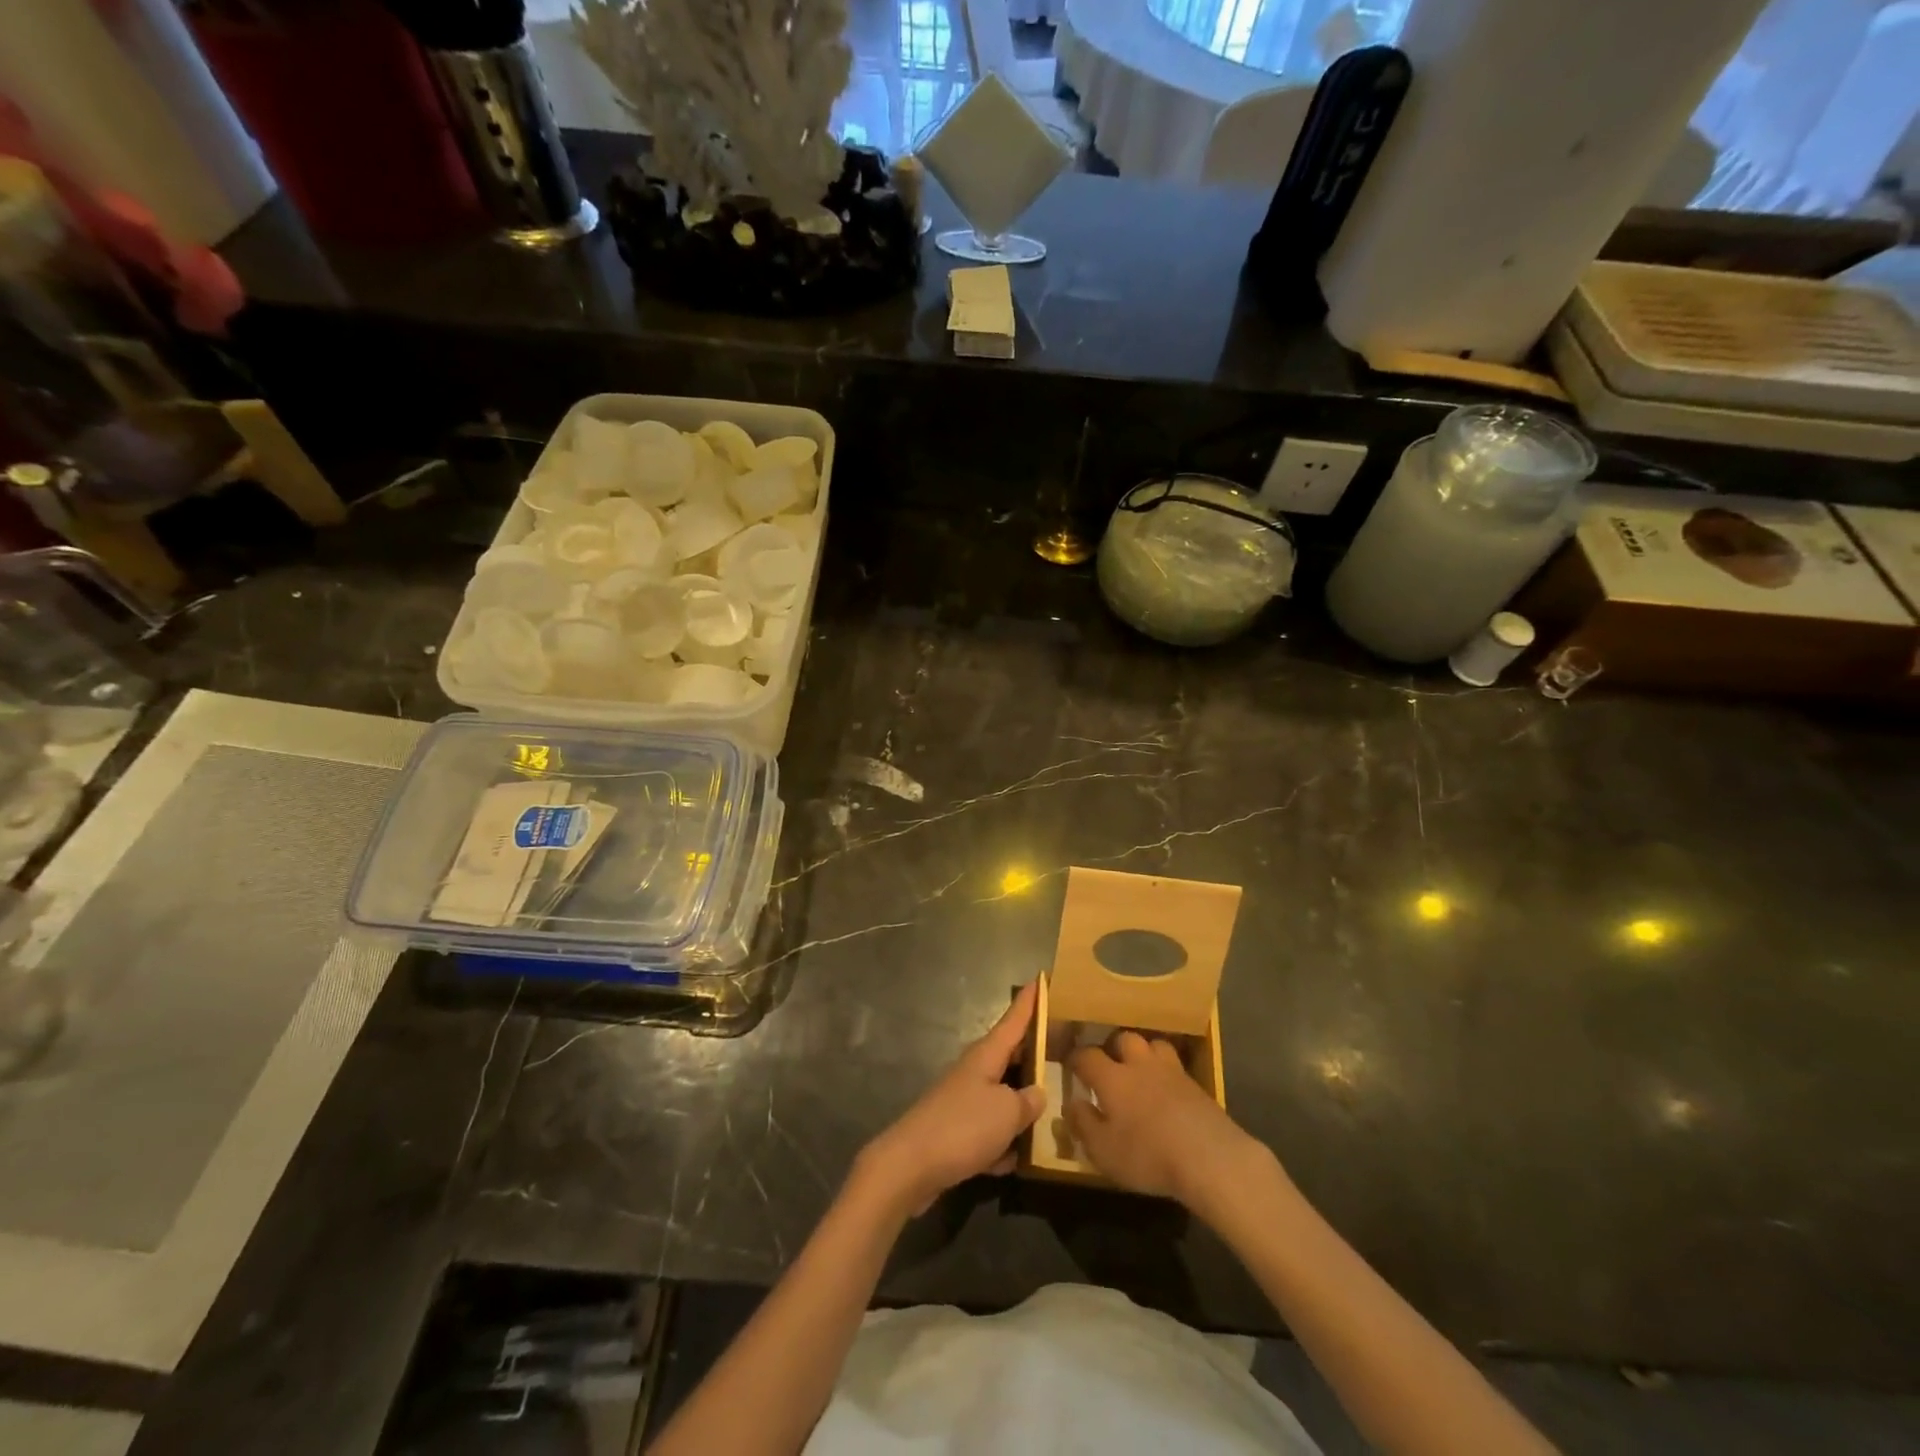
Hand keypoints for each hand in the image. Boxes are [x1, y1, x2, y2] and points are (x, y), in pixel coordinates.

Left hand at [856, 980, 1047, 1216]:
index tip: (1040, 978)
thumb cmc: (963, 1127)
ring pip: (1001, 1096)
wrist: (910, 1166)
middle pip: (1009, 1056)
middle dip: (1032, 1054)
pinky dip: (1001, 1143)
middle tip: (1062, 1048)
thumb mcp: (1007, 1112)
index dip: (1028, 1002)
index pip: (1013, 1020)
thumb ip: (1028, 1102)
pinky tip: (1014, 1161)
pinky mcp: (955, 1133)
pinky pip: (988, 1131)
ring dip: (1020, 1106)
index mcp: (986, 1055)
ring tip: (1051, 1113)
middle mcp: (974, 1072)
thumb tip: (1036, 1094)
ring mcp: (962, 1102)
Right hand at [1067, 1032, 1272, 1209]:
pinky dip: (1166, 1073)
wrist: (1210, 1158)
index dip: (1075, 1058)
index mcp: (1113, 1078)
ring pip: (1153, 1045)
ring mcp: (1172, 1072)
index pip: (1087, 1056)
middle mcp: (1140, 1065)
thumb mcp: (1103, 1150)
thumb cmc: (1148, 1155)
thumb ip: (1083, 1124)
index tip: (1069, 1065)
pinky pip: (1175, 1067)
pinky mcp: (1196, 1086)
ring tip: (1140, 1070)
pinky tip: (1166, 1091)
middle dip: (1113, 1048)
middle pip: (1123, 1039)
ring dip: (1143, 1053)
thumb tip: (1072, 1103)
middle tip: (1109, 1065)